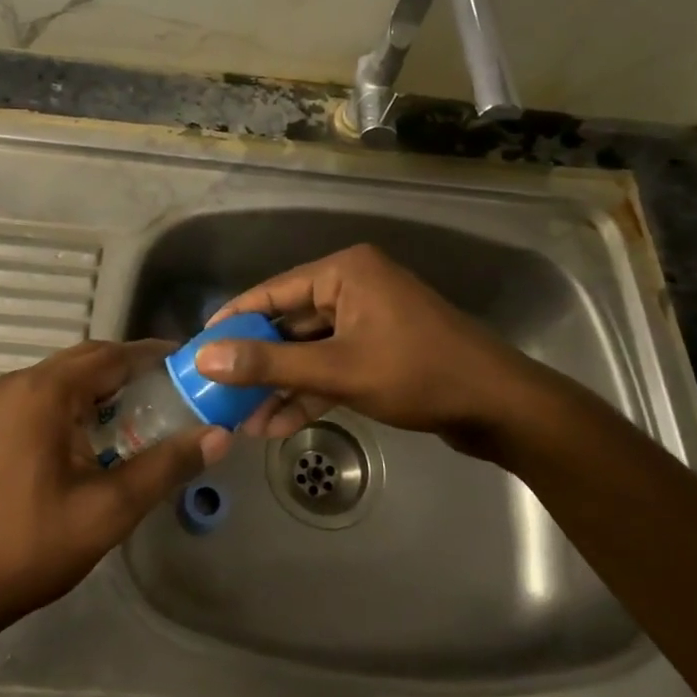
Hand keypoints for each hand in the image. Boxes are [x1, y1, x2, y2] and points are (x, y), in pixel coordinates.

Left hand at [0, 340, 231, 636]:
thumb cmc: (34, 545)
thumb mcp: (111, 509)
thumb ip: (167, 466)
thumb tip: (219, 435)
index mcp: (44, 392)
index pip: (111, 355)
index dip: (152, 356)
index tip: (188, 364)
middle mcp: (16, 384)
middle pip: (85, 359)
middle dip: (128, 369)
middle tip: (170, 390)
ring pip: (61, 376)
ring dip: (99, 386)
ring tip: (139, 411)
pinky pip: (39, 395)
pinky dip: (72, 401)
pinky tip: (91, 435)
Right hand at [193, 244, 538, 459]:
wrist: (499, 407)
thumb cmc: (417, 373)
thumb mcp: (337, 369)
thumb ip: (270, 363)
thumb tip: (206, 356)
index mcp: (344, 272)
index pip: (272, 291)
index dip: (233, 320)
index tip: (198, 346)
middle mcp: (353, 287)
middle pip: (289, 323)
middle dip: (257, 363)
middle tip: (217, 392)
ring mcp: (368, 320)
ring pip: (309, 350)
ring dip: (281, 384)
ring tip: (243, 421)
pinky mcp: (379, 350)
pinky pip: (332, 366)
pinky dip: (309, 392)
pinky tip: (278, 424)